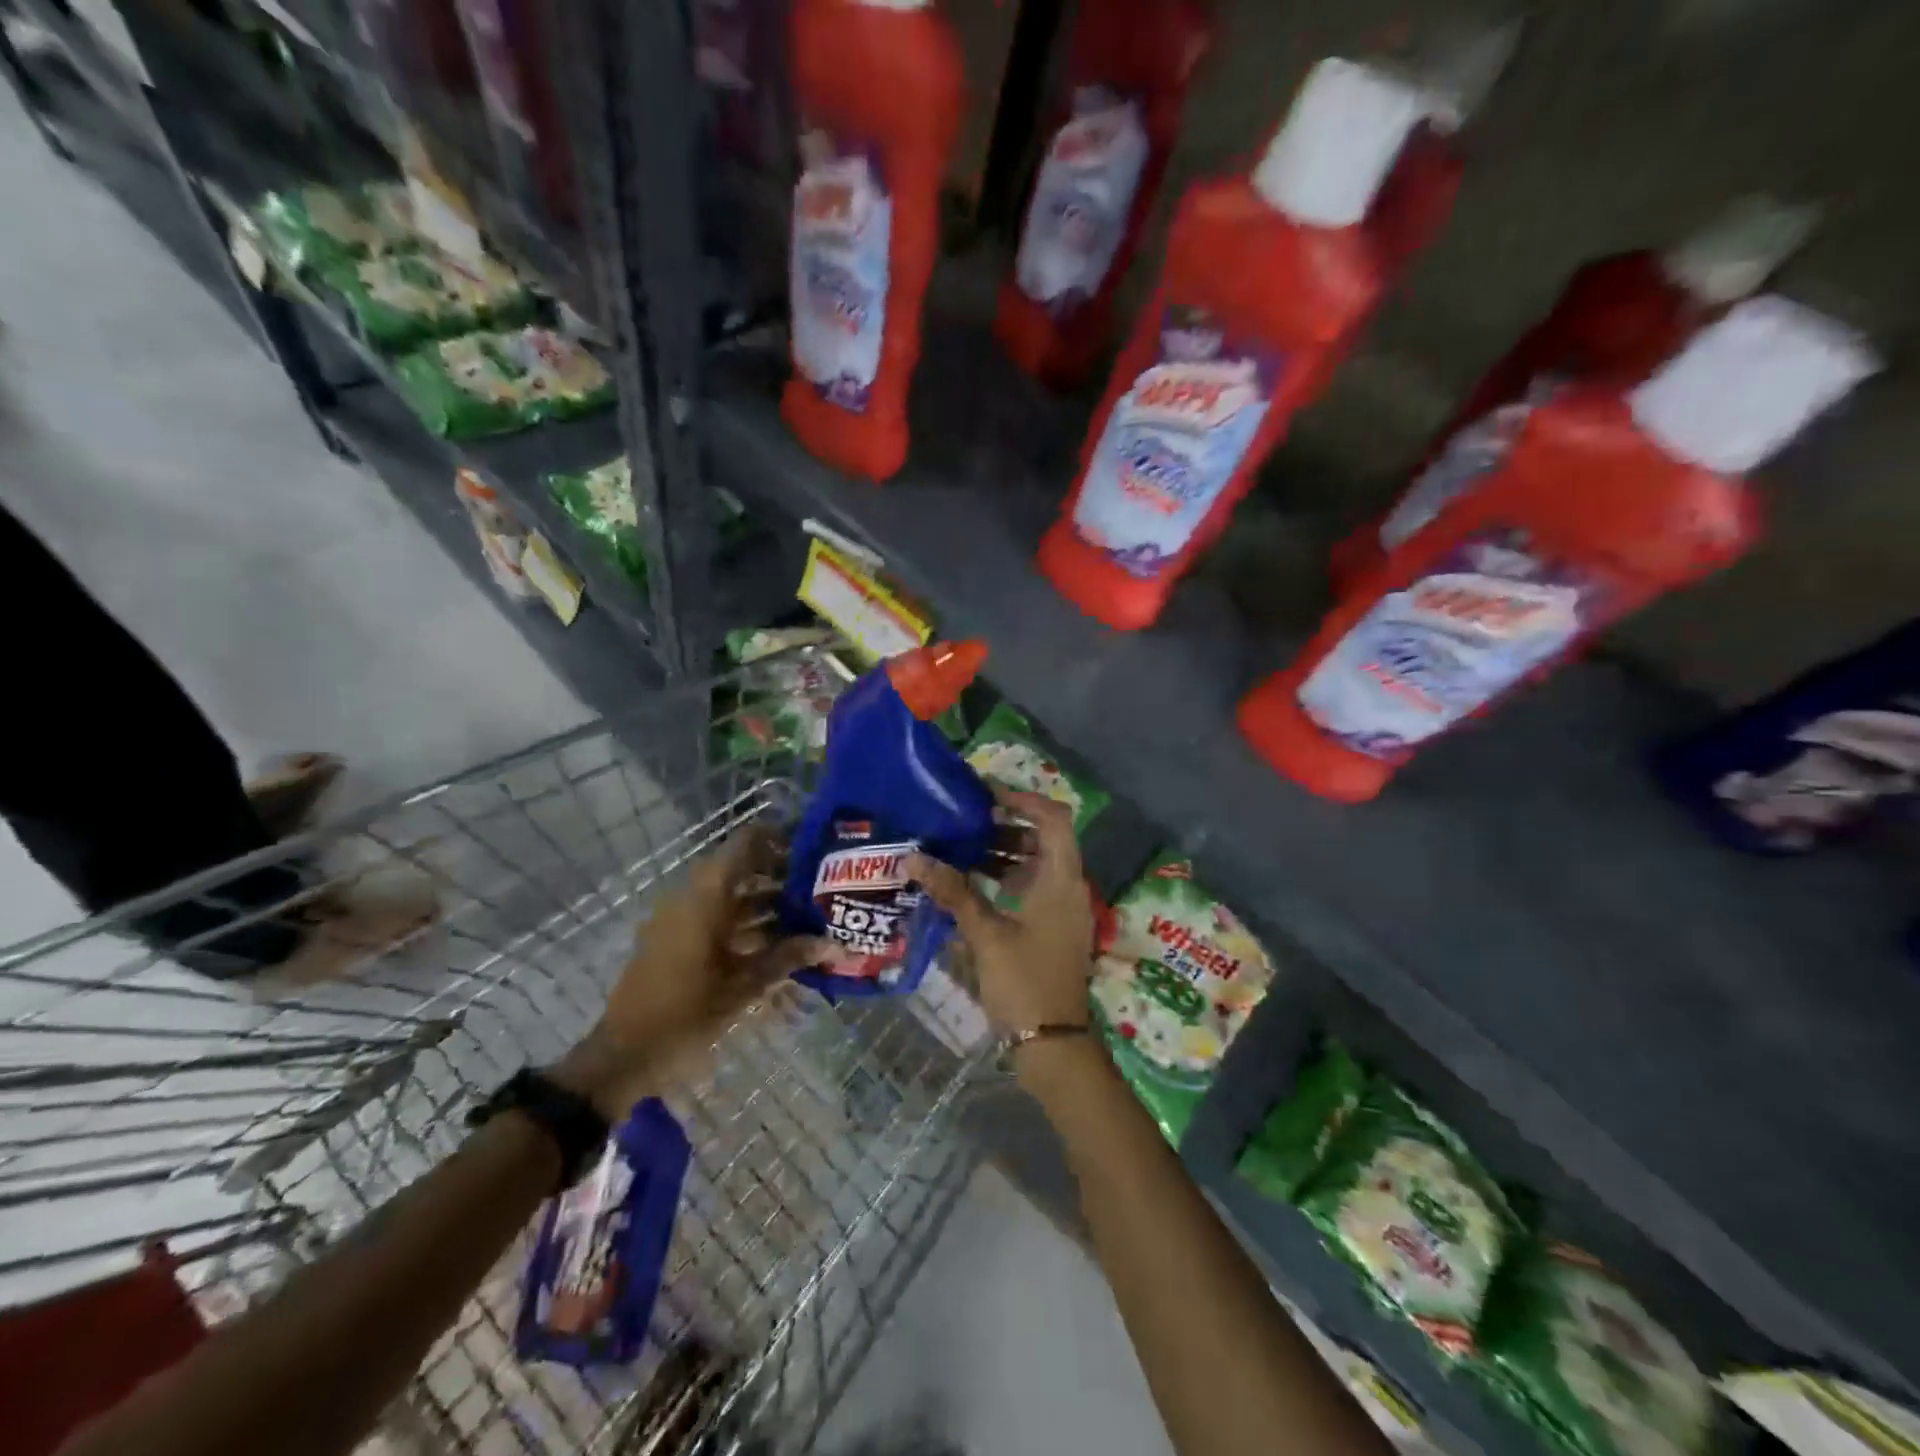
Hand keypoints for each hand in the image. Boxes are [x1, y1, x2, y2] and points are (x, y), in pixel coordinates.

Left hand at [555, 826, 828, 1119]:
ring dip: (767, 906)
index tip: (813, 849)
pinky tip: (778, 950)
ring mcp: (681, 921)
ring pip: (732, 898)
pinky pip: (718, 921)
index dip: (779, 838)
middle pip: (743, 871)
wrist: (623, 1057)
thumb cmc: (684, 1015)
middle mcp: (692, 898)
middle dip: (782, 878)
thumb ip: (789, 959)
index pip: (745, 844)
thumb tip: (835, 945)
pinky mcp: (677, 943)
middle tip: (821, 889)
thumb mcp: (743, 988)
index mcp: (706, 897)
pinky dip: (747, 928)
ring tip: (809, 921)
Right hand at [907, 790, 1093, 1036]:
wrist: (1053, 1043)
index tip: (985, 795)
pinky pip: (1034, 887)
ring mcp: (1064, 908)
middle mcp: (1070, 886)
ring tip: (961, 849)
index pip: (1052, 818)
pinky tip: (973, 885)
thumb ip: (952, 892)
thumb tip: (913, 858)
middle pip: (1044, 838)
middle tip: (965, 821)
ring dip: (1004, 853)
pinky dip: (1008, 878)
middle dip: (1006, 826)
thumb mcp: (985, 934)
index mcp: (1061, 879)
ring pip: (1038, 864)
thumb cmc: (1023, 982)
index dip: (1022, 799)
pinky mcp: (1055, 926)